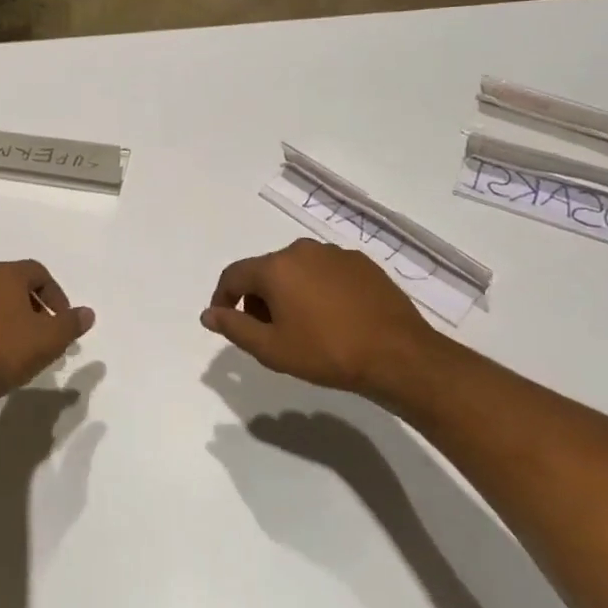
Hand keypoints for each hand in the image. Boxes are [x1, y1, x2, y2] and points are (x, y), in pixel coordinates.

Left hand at [0, 260, 93, 412]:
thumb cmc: (6, 351)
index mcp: (4, 275)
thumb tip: (87, 313)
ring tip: (25, 350)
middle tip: (48, 335)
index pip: (38, 272)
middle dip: (36, 308)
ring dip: (14, 321)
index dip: (57, 295)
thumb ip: (71, 323)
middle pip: (15, 286)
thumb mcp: (50, 339)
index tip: (63, 321)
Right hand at [200, 238, 452, 402]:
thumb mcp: (271, 349)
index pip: (233, 275)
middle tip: (266, 332)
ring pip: (296, 270)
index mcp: (275, 267)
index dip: (222, 298)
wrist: (399, 356)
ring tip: (300, 327)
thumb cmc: (327, 352)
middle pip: (265, 271)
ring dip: (288, 293)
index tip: (225, 322)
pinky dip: (317, 290)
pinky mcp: (362, 264)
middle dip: (257, 299)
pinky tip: (331, 318)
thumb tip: (208, 314)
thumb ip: (234, 327)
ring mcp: (335, 254)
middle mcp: (302, 250)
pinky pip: (325, 272)